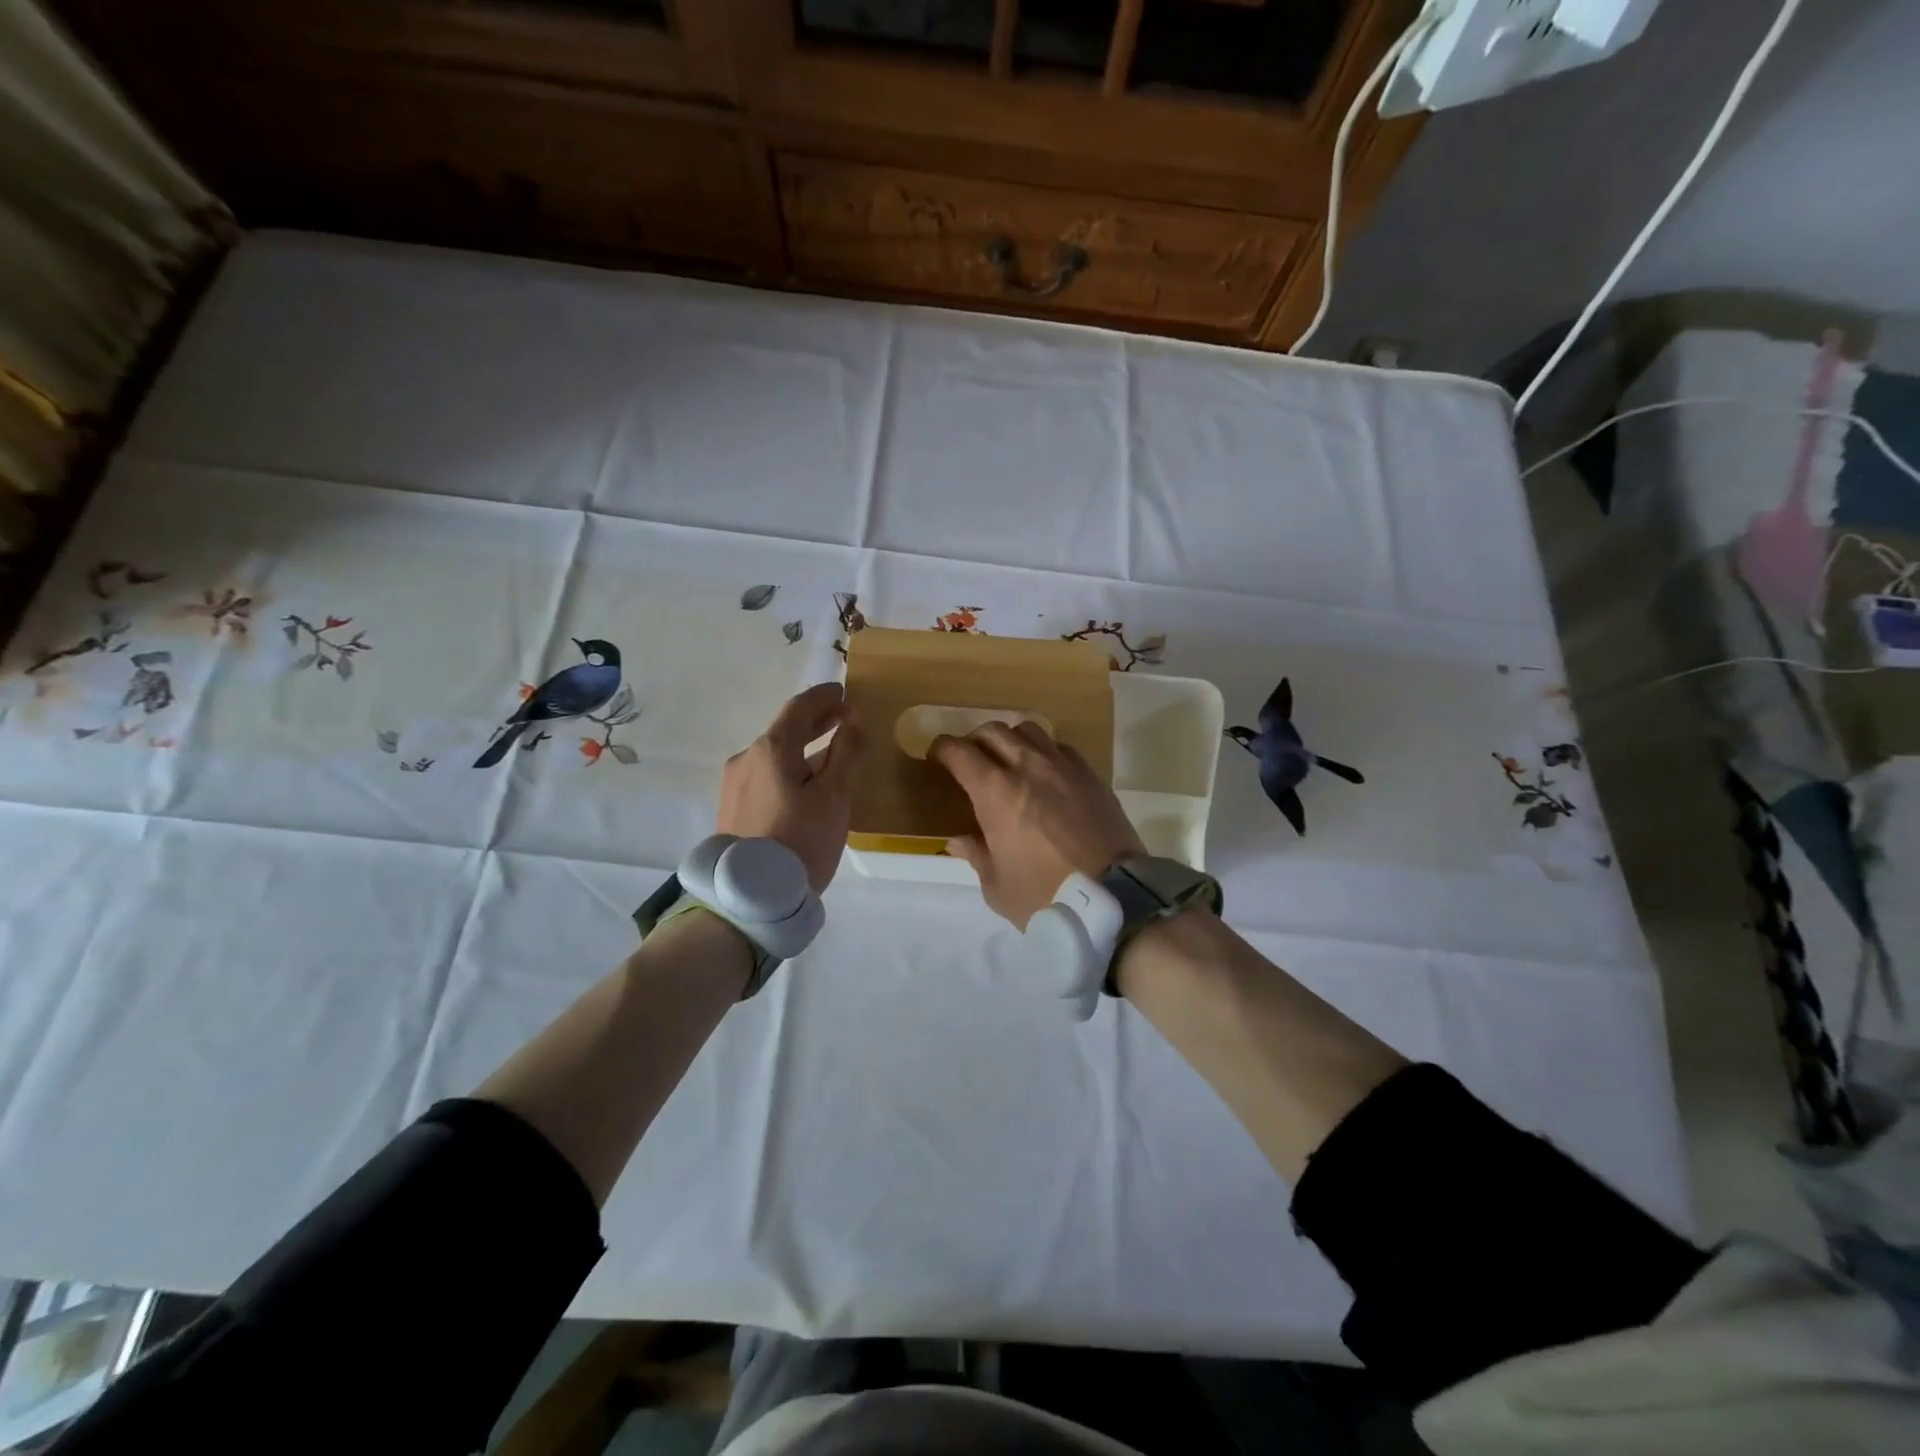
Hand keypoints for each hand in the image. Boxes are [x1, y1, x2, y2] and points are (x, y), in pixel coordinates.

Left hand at [720, 683, 864, 892]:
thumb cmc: (800, 841)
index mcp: (771, 749)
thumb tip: (853, 722)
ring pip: (775, 755)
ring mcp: (735, 784)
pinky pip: (766, 776)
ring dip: (803, 748)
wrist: (750, 897)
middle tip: (844, 717)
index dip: (824, 697)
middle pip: (784, 730)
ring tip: (831, 753)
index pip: (799, 708)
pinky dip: (789, 768)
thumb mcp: (834, 797)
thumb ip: (845, 754)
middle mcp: (746, 758)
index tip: (844, 691)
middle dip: (816, 721)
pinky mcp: (732, 808)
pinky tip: (805, 784)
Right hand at [930, 722, 1143, 928]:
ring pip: (1029, 730)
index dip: (942, 749)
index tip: (937, 757)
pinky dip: (1045, 752)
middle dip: (974, 740)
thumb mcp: (997, 887)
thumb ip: (976, 856)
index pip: (959, 752)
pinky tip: (1046, 774)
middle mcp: (1028, 767)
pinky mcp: (1091, 775)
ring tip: (1009, 760)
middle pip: (993, 731)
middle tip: (970, 760)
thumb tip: (959, 840)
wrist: (1114, 898)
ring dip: (1011, 740)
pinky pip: (1060, 748)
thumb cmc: (1046, 896)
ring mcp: (1063, 767)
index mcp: (995, 792)